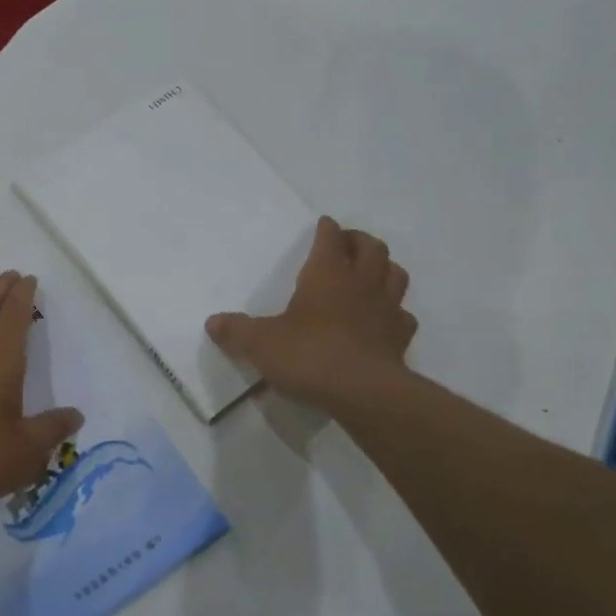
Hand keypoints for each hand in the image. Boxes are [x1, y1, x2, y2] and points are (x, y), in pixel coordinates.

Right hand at [206, 216, 416, 412]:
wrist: (362, 392)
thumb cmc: (309, 355)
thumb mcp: (260, 344)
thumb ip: (236, 331)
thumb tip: (212, 323)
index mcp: (326, 274)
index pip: (330, 239)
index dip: (327, 229)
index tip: (324, 224)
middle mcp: (361, 284)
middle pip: (372, 248)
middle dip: (359, 241)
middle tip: (347, 244)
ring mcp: (386, 310)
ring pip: (395, 275)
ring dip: (385, 268)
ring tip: (372, 273)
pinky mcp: (400, 339)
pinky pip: (403, 316)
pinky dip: (396, 312)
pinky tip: (385, 320)